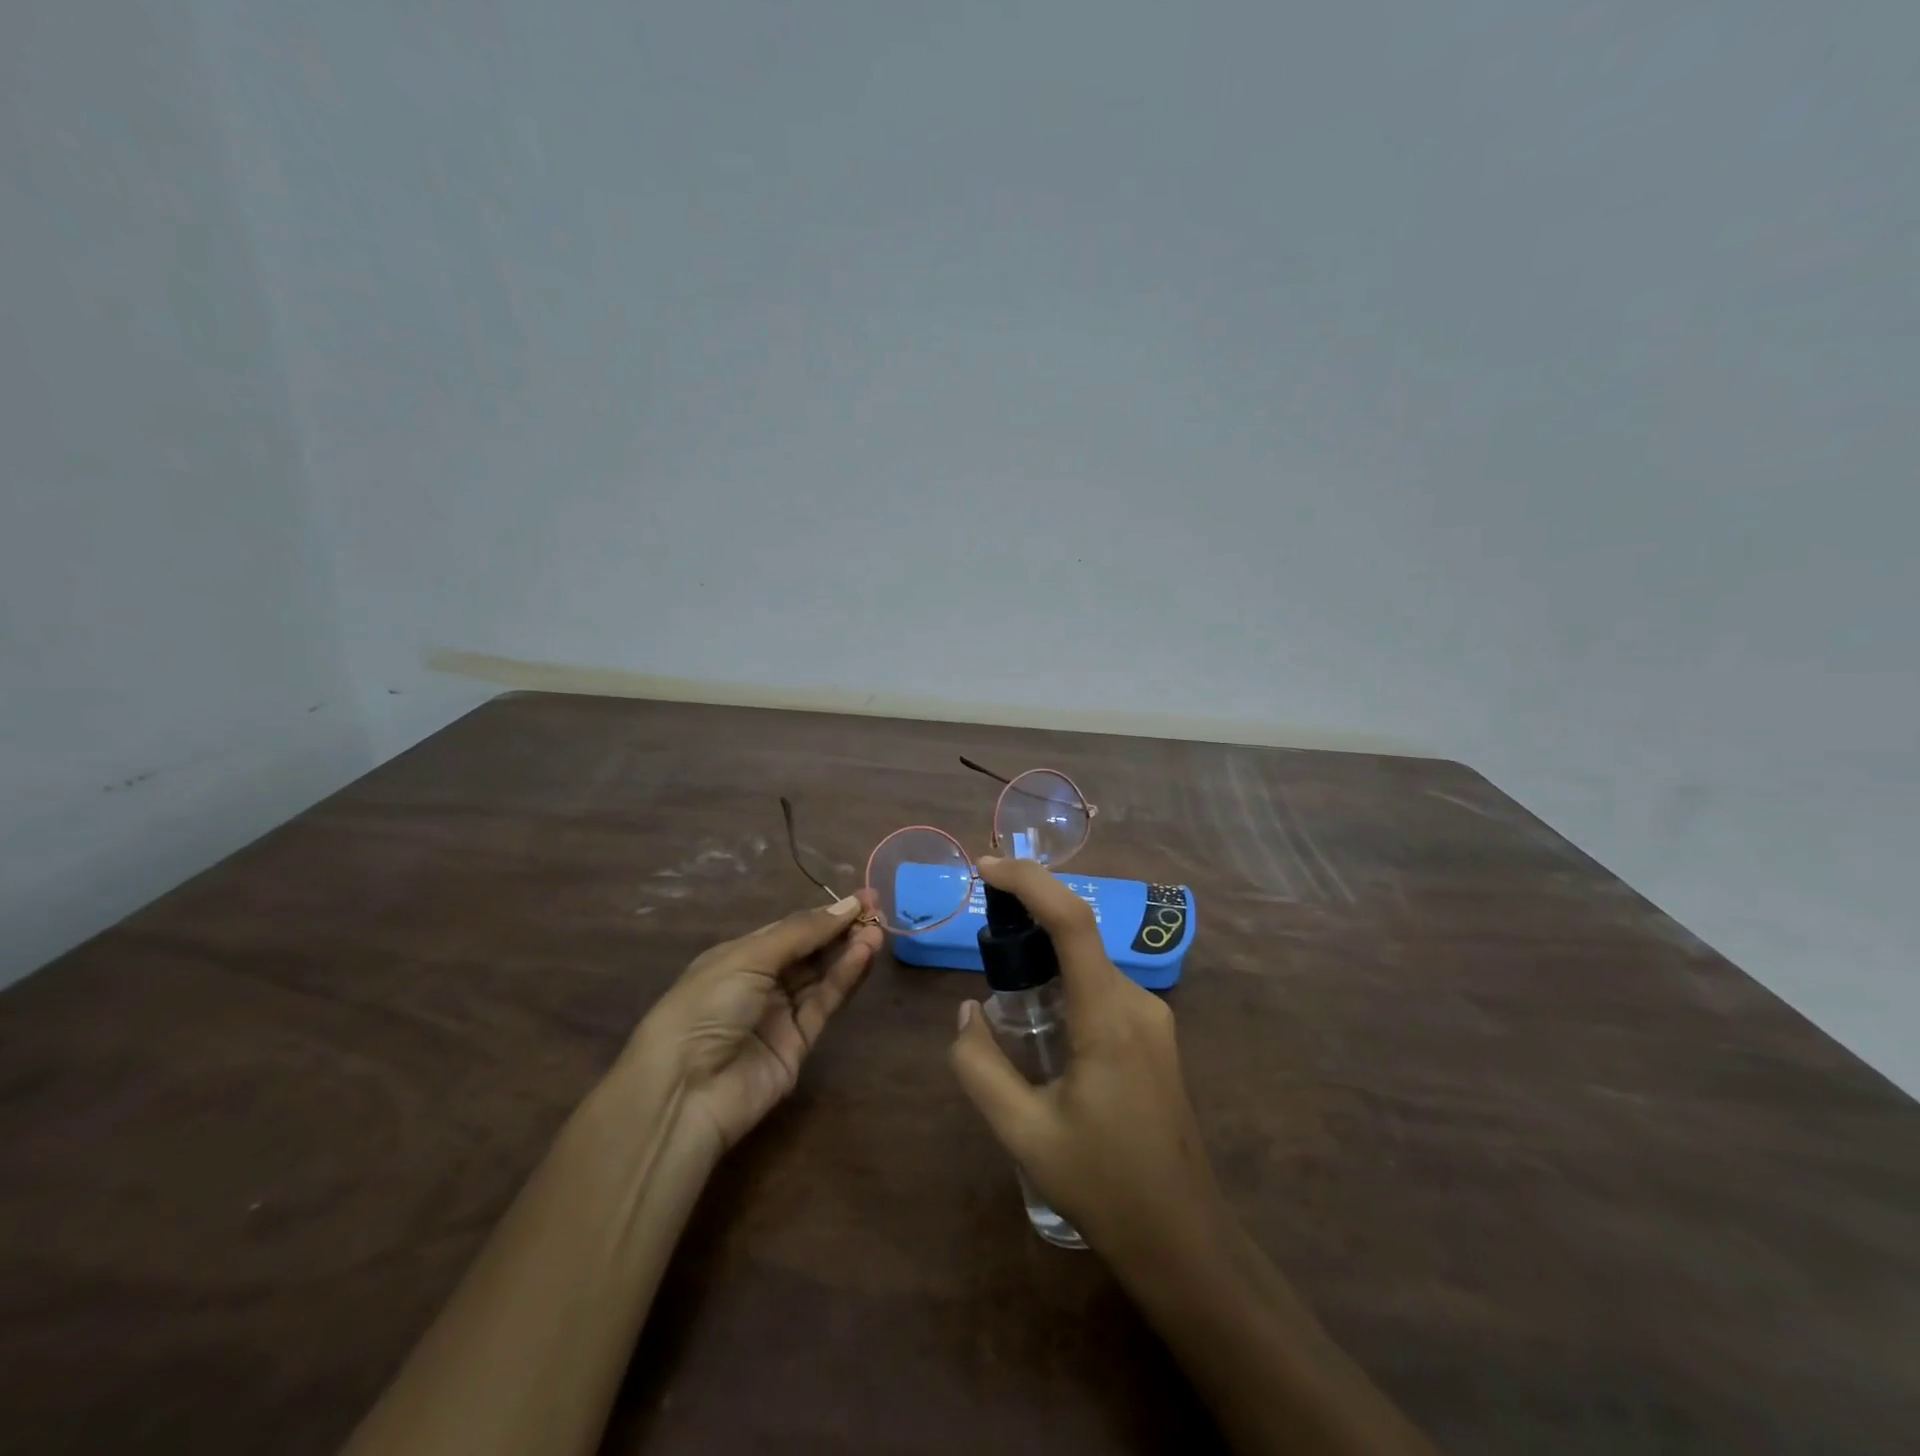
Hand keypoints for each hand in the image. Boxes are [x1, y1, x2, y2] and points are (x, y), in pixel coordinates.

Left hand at [635, 892, 881, 1152]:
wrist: (684, 1090)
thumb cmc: (707, 1006)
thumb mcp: (750, 957)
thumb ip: (802, 932)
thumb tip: (848, 904)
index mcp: (740, 955)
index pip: (791, 929)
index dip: (824, 914)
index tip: (862, 898)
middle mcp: (761, 981)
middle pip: (810, 950)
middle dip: (841, 930)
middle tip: (876, 911)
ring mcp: (780, 1014)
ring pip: (822, 976)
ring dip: (849, 952)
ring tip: (877, 931)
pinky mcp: (799, 1044)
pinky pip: (825, 1003)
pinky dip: (845, 979)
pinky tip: (863, 955)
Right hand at [948, 858, 1225, 1264]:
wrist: (1183, 1238)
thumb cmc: (1103, 1186)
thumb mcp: (1023, 1133)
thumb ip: (980, 1066)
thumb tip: (967, 1011)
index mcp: (1108, 1017)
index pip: (1072, 922)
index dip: (1029, 882)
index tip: (985, 868)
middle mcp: (1136, 1001)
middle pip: (1079, 933)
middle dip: (1028, 913)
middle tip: (982, 926)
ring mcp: (1151, 1016)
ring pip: (1089, 960)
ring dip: (1045, 951)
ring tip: (1002, 978)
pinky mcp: (1153, 1033)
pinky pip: (1101, 985)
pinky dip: (1065, 978)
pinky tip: (1039, 1016)